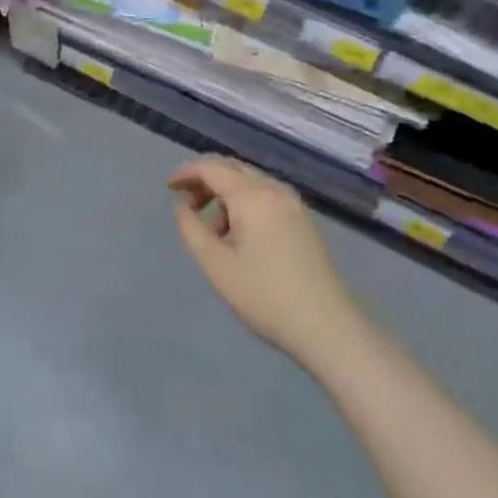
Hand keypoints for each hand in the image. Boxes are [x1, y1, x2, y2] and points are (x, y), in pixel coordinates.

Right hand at [170, 155, 364, 371]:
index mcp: (252, 196)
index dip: (186, 173)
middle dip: (205, 180)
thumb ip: (192, 230)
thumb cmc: (266, 297)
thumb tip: (182, 206)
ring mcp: (293, 203)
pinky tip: (239, 235)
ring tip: (212, 230)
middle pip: (232, 168)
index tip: (168, 188)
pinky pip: (265, 196)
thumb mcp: (217, 266)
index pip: (211, 168)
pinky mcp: (303, 219)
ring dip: (225, 194)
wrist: (329, 328)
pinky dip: (244, 203)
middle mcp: (274, 189)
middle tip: (186, 205)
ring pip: (249, 182)